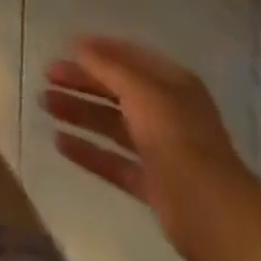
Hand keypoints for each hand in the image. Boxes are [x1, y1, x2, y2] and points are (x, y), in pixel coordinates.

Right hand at [41, 36, 260, 260]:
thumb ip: (107, 65)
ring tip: (44, 104)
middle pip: (115, 89)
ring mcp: (159, 148)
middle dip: (81, 81)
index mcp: (170, 83)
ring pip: (111, 123)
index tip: (64, 47)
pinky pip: (113, 160)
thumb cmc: (178, 138)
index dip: (97, 50)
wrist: (216, 216)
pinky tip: (60, 142)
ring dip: (79, 112)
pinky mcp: (152, 183)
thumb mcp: (141, 90)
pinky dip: (88, 150)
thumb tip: (78, 44)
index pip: (128, 56)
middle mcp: (165, 110)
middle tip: (47, 76)